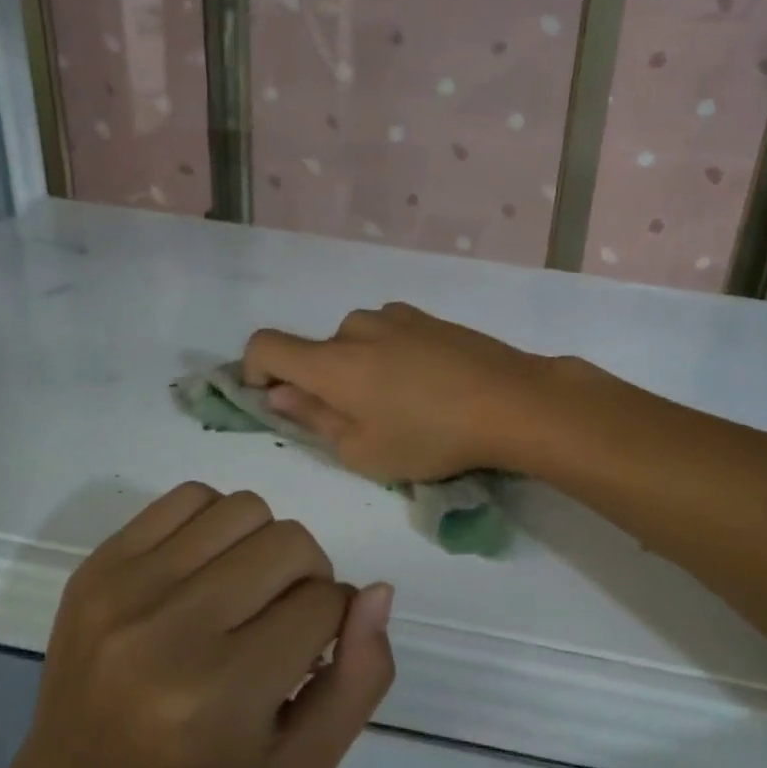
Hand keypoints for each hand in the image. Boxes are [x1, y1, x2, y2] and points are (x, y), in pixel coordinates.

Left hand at [0, 484, 393, 767]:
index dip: (334, 621)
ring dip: (265, 544)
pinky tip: (205, 570)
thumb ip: (361, 679)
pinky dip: (216, 522)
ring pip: (245, 509)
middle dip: (307, 576)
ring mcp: (124, 591)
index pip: (322, 603)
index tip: (310, 650)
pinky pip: (189, 496)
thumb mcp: (304, 764)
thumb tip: (377, 590)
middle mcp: (168, 633)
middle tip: (283, 618)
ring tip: (244, 591)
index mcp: (222, 694)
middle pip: (290, 543)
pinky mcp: (97, 565)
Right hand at [242, 303, 549, 481]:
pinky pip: (391, 335)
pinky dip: (392, 357)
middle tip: (362, 422)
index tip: (275, 399)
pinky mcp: (430, 318)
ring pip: (358, 343)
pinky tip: (429, 385)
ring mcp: (397, 317)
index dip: (254, 370)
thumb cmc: (431, 437)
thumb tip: (279, 393)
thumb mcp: (363, 450)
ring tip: (403, 405)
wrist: (511, 401)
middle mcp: (357, 328)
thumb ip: (313, 418)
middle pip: (318, 351)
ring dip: (362, 369)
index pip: (265, 345)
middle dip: (324, 383)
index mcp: (332, 362)